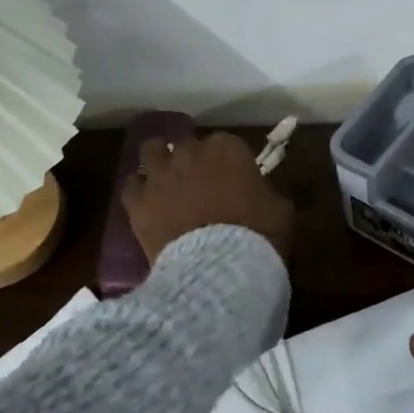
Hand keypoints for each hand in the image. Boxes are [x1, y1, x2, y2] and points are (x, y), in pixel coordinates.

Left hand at [121, 132, 294, 265]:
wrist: (216, 269)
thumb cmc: (257, 236)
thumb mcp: (281, 211)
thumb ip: (268, 193)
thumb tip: (261, 194)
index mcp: (227, 148)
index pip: (225, 144)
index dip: (227, 163)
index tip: (232, 181)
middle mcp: (189, 152)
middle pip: (187, 147)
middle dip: (192, 163)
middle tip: (200, 188)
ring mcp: (159, 174)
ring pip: (151, 152)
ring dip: (159, 163)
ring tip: (166, 184)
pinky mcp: (137, 200)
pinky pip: (132, 185)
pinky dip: (139, 193)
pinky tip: (147, 206)